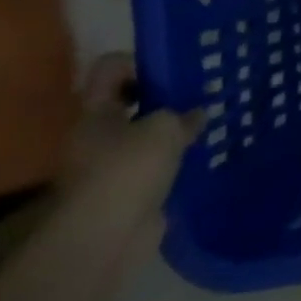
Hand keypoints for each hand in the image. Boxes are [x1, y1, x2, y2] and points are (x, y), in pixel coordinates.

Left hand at [63, 53, 201, 244]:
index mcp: (95, 112)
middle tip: (198, 96)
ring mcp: (108, 166)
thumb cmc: (128, 170)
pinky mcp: (126, 192)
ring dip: (170, 132)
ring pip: (143, 136)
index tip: (172, 71)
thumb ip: (182, 114)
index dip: (140, 62)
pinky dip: (172, 161)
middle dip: (163, 98)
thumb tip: (195, 115)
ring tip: (206, 125)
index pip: (110, 68)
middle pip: (128, 102)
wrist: (106, 238)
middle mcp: (96, 135)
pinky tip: (199, 157)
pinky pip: (152, 166)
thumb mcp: (164, 127)